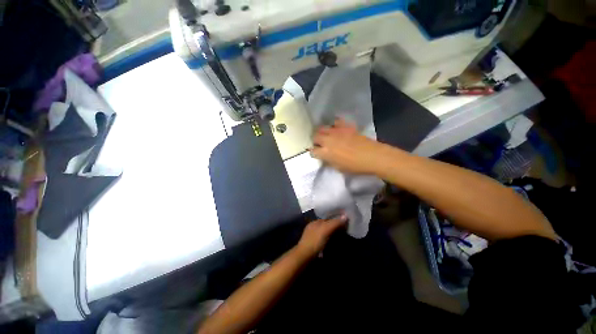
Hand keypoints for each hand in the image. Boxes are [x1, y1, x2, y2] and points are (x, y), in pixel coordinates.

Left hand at [296, 216, 346, 257]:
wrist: (304, 257)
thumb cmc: (315, 240)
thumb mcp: (325, 230)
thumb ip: (335, 223)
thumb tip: (345, 216)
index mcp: (315, 222)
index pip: (327, 218)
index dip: (335, 219)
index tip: (345, 222)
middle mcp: (313, 228)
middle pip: (326, 226)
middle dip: (334, 227)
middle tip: (345, 230)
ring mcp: (313, 237)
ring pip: (325, 233)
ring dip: (333, 235)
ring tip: (342, 237)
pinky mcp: (314, 246)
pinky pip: (324, 241)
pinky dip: (330, 241)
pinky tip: (334, 244)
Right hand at [311, 118, 384, 174]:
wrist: (372, 156)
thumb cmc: (355, 166)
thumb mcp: (339, 168)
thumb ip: (329, 161)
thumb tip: (325, 156)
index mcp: (326, 152)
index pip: (313, 151)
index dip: (314, 153)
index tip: (317, 154)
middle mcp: (328, 140)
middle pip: (315, 137)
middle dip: (315, 141)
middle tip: (320, 145)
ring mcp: (336, 131)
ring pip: (322, 128)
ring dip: (321, 133)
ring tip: (326, 136)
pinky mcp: (345, 126)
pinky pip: (335, 122)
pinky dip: (334, 125)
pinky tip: (336, 129)